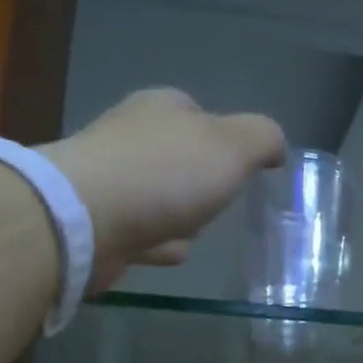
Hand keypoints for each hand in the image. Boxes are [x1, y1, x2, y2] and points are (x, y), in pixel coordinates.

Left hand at [41, 88, 286, 291]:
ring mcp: (110, 182)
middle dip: (199, 182)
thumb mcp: (233, 146)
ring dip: (178, 216)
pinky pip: (140, 233)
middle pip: (178, 159)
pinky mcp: (97, 224)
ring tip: (195, 234)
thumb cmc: (165, 173)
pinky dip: (157, 243)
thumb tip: (276, 147)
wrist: (86, 219)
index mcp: (162, 108)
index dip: (225, 140)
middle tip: (219, 204)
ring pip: (158, 198)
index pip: (199, 114)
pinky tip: (171, 254)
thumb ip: (263, 139)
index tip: (241, 170)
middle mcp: (131, 138)